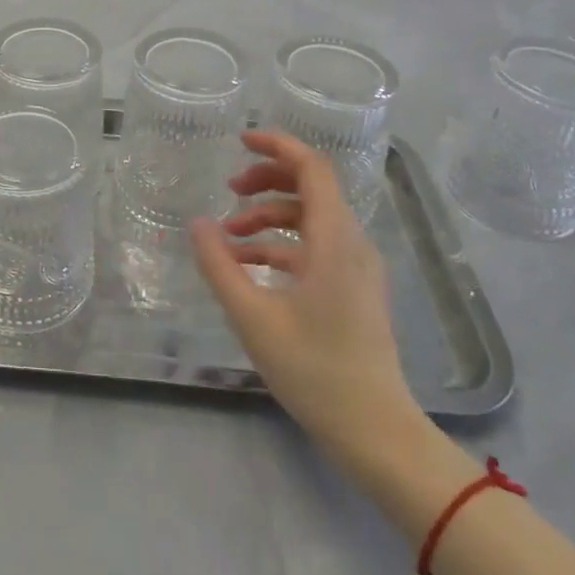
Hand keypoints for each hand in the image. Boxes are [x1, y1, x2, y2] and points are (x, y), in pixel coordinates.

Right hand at [191, 131, 428, 474]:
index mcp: (334, 240)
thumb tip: (197, 223)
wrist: (376, 433)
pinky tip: (248, 268)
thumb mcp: (253, 317)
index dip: (277, 146)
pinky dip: (280, 246)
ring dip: (268, 217)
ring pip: (310, 219)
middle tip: (229, 188)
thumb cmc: (315, 371)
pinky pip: (314, 248)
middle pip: (311, 187)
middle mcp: (351, 244)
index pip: (312, 168)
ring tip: (228, 238)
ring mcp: (356, 268)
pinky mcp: (353, 290)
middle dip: (266, 180)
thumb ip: (220, 265)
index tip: (240, 141)